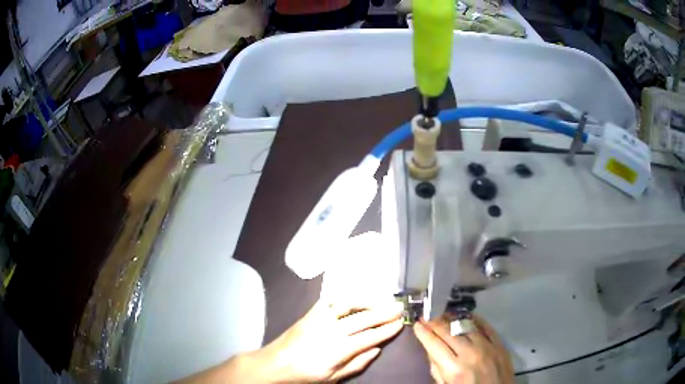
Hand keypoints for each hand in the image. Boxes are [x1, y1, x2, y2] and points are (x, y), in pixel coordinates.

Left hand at [242, 299, 402, 382]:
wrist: (276, 363)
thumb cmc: (306, 374)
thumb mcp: (333, 378)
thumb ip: (357, 364)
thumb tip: (376, 349)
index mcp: (339, 349)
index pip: (370, 337)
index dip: (387, 330)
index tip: (400, 324)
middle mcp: (332, 330)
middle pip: (364, 318)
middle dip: (384, 313)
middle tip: (399, 308)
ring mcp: (320, 318)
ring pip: (349, 304)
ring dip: (368, 301)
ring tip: (381, 301)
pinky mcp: (311, 313)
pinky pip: (330, 300)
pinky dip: (345, 297)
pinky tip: (354, 299)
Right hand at [413, 315, 513, 383]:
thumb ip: (437, 370)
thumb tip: (432, 351)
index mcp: (454, 369)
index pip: (434, 344)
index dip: (423, 332)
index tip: (417, 324)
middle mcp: (470, 354)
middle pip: (448, 332)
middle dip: (435, 323)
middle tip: (427, 316)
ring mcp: (487, 347)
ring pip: (466, 326)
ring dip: (452, 319)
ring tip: (444, 315)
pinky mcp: (500, 344)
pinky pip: (486, 327)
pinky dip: (475, 320)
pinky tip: (467, 316)